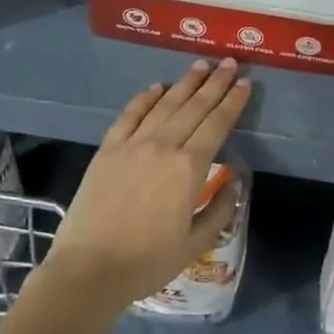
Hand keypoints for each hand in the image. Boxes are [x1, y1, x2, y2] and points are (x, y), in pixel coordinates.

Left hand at [42, 60, 249, 305]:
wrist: (88, 270)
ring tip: (200, 65)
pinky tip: (157, 87)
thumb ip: (220, 209)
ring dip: (185, 83)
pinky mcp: (108, 149)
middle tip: (229, 63)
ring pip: (165, 104)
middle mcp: (163, 146)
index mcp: (189, 168)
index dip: (233, 102)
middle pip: (195, 107)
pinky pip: (129, 115)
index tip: (245, 83)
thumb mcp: (195, 244)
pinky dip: (145, 98)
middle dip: (215, 83)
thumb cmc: (147, 263)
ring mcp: (133, 144)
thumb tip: (235, 180)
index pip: (217, 124)